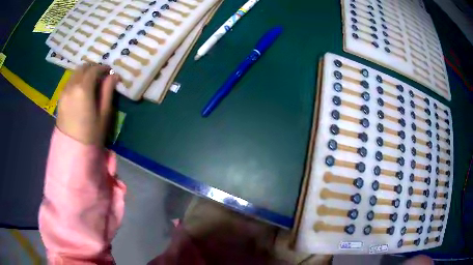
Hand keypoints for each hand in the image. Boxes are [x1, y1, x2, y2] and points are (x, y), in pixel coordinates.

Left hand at [57, 63, 119, 145]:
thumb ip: (107, 91)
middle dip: (93, 68)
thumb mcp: (104, 114)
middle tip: (101, 75)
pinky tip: (81, 90)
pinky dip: (77, 80)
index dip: (103, 68)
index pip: (94, 69)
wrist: (72, 150)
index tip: (110, 71)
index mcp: (83, 88)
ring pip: (75, 73)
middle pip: (83, 67)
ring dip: (84, 73)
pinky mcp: (60, 98)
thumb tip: (113, 76)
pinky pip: (70, 82)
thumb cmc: (91, 134)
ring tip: (91, 82)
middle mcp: (71, 86)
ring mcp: (64, 91)